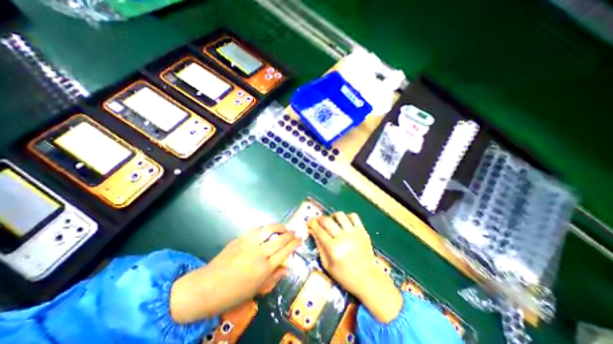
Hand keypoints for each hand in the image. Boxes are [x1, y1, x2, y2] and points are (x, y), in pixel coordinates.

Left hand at [167, 225, 300, 322]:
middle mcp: (259, 254)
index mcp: (264, 269)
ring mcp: (248, 244)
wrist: (206, 287)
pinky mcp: (240, 238)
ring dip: (278, 227)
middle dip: (289, 234)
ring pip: (268, 230)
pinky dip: (265, 228)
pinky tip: (268, 229)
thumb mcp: (257, 290)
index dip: (294, 244)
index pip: (284, 252)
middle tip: (294, 231)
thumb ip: (274, 277)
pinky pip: (256, 230)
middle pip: (279, 240)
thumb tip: (287, 267)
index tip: (300, 238)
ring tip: (284, 227)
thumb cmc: (233, 293)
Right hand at [309, 212, 405, 321]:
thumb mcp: (327, 266)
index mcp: (334, 248)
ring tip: (331, 221)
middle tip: (317, 221)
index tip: (309, 222)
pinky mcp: (362, 231)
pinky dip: (347, 217)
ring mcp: (354, 233)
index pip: (319, 230)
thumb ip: (319, 247)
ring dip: (332, 216)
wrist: (368, 279)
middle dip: (319, 218)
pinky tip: (344, 222)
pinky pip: (354, 216)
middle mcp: (343, 237)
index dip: (312, 224)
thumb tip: (313, 232)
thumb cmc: (345, 276)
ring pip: (340, 215)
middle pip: (327, 220)